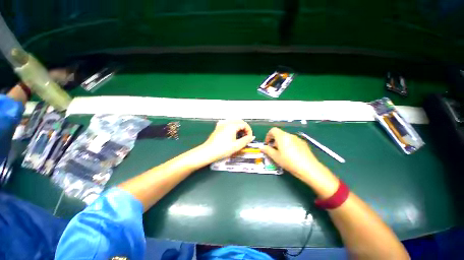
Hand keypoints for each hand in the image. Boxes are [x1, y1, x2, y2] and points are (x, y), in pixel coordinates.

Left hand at [201, 120, 254, 161]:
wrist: (208, 152)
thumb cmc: (222, 149)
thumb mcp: (237, 146)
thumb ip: (246, 140)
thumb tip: (251, 137)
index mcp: (232, 125)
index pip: (244, 124)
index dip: (249, 131)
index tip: (249, 138)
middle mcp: (227, 122)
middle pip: (239, 121)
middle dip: (244, 128)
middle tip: (246, 137)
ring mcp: (221, 124)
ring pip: (234, 122)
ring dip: (239, 127)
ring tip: (240, 136)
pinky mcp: (218, 127)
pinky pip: (228, 123)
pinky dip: (233, 127)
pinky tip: (232, 133)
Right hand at [260, 127, 321, 178]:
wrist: (309, 168)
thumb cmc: (289, 162)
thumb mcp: (276, 157)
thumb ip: (267, 150)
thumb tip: (261, 147)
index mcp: (282, 137)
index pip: (273, 130)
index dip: (268, 136)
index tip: (267, 144)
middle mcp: (290, 135)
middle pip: (279, 134)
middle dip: (274, 140)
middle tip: (273, 150)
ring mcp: (298, 139)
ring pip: (286, 138)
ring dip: (281, 143)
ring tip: (282, 153)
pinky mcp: (303, 143)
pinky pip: (293, 141)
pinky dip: (288, 144)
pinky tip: (291, 154)